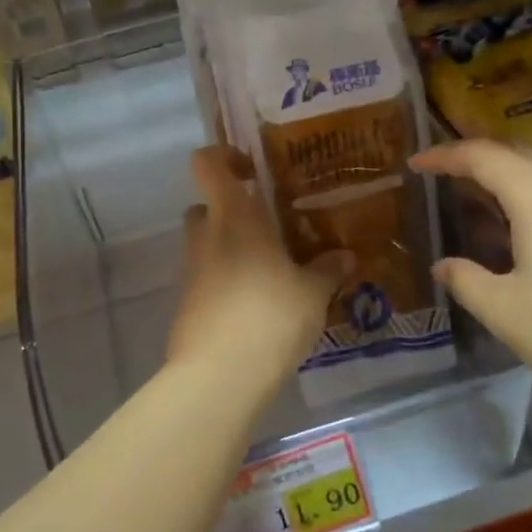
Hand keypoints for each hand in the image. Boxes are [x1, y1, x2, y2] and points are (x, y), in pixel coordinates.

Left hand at [165, 147, 348, 385]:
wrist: (219, 375)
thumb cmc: (270, 316)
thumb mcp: (312, 293)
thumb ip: (327, 270)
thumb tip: (344, 256)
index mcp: (234, 218)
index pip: (207, 164)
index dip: (222, 156)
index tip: (252, 168)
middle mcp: (205, 236)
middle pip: (207, 206)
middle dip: (233, 211)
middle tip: (269, 226)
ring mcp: (191, 271)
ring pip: (207, 243)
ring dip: (231, 248)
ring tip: (271, 270)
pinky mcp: (186, 303)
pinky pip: (207, 277)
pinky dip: (226, 280)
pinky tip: (257, 304)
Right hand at [410, 141, 531, 422]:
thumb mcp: (504, 311)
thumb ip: (465, 279)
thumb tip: (445, 266)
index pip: (481, 156)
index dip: (444, 156)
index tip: (416, 163)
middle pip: (518, 154)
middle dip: (477, 160)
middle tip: (444, 178)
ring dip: (510, 179)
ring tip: (481, 204)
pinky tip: (527, 230)